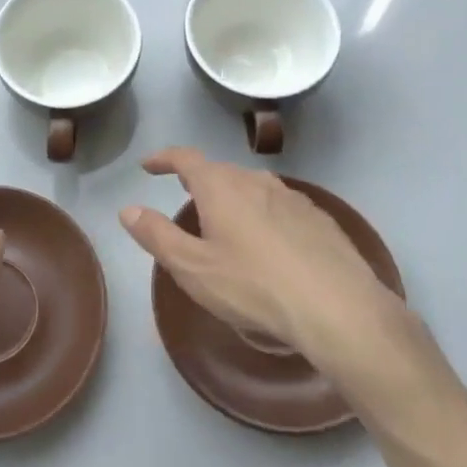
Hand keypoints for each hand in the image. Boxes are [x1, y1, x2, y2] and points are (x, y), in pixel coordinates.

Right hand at [120, 149, 464, 444]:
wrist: (338, 308)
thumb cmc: (254, 287)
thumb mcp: (193, 268)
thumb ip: (156, 235)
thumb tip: (128, 209)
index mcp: (221, 187)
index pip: (186, 158)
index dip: (164, 159)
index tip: (149, 166)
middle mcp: (256, 181)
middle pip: (220, 171)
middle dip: (199, 181)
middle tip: (186, 198)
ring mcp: (292, 197)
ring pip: (253, 188)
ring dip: (234, 197)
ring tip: (227, 222)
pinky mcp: (319, 218)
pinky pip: (280, 207)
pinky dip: (264, 215)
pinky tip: (270, 245)